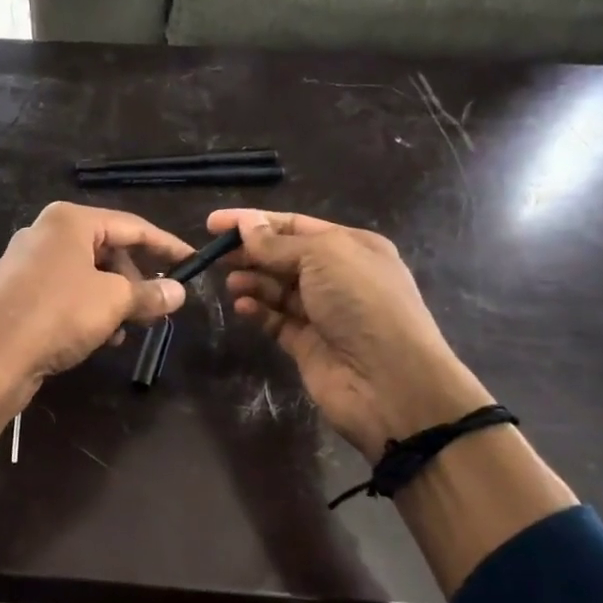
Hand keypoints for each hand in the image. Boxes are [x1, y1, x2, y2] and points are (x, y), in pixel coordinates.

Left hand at [0, 202, 193, 409]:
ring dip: (110, 300)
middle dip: (134, 280)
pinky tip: (94, 339)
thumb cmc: (57, 315)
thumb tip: (178, 292)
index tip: (192, 263)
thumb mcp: (113, 302)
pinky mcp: (11, 293)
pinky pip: (60, 294)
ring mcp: (22, 263)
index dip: (166, 246)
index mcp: (68, 221)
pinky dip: (83, 309)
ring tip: (124, 331)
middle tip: (155, 308)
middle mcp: (42, 233)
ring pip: (82, 275)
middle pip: (105, 250)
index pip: (131, 226)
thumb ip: (149, 293)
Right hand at [212, 208, 491, 457]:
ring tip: (230, 282)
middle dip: (250, 252)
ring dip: (252, 281)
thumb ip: (278, 243)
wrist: (389, 381)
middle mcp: (338, 276)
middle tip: (213, 254)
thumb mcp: (323, 257)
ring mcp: (323, 312)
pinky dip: (258, 311)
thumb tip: (246, 226)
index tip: (214, 223)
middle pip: (283, 256)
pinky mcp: (307, 344)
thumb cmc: (362, 303)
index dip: (255, 221)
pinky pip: (276, 320)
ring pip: (277, 289)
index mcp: (351, 247)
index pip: (295, 225)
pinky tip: (241, 307)